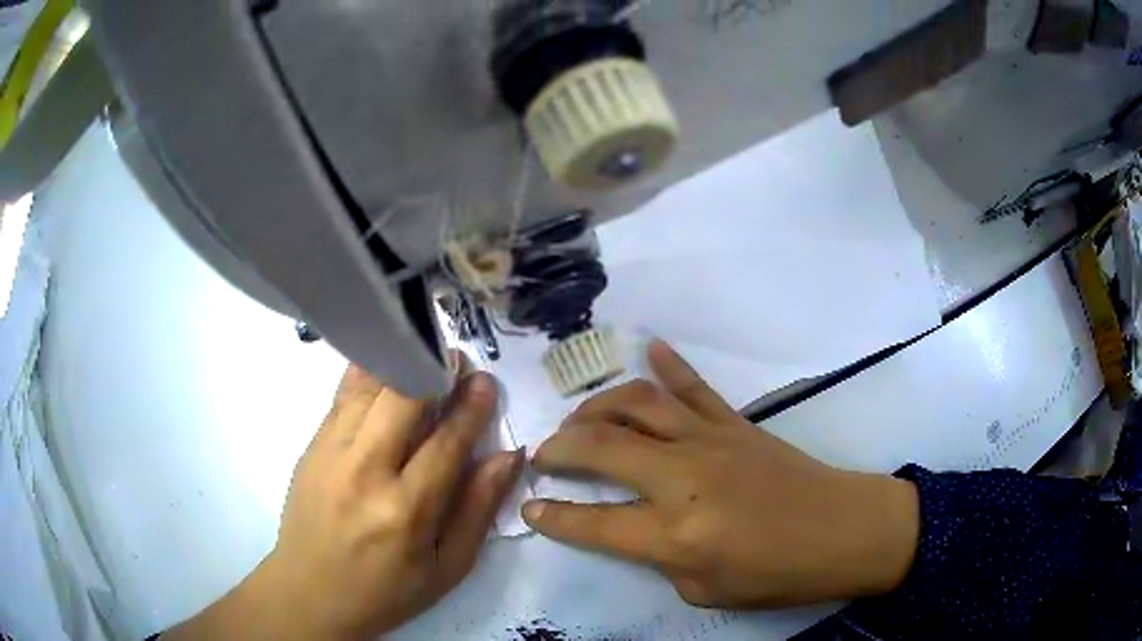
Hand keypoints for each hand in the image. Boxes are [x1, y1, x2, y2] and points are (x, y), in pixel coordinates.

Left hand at [164, 363, 522, 639]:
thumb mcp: (448, 567)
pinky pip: (342, 396)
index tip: (486, 382)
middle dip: (435, 371)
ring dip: (402, 364)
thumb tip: (509, 456)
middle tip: (457, 362)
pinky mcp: (311, 446)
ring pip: (369, 387)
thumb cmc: (387, 590)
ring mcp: (330, 453)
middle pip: (403, 398)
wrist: (309, 592)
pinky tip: (385, 366)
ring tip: (424, 355)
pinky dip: (368, 374)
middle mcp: (365, 471)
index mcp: (407, 510)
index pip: (447, 441)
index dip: (471, 406)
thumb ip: (479, 509)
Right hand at [523, 340, 918, 608]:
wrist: (843, 531)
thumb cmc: (778, 575)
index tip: (530, 507)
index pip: (593, 522)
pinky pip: (694, 386)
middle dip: (559, 448)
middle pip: (602, 446)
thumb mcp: (705, 591)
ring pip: (638, 403)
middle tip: (542, 455)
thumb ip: (661, 559)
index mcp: (675, 534)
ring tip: (578, 420)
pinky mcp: (736, 423)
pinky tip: (647, 347)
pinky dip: (669, 364)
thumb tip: (637, 529)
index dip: (553, 516)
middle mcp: (683, 478)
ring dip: (597, 407)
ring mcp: (710, 440)